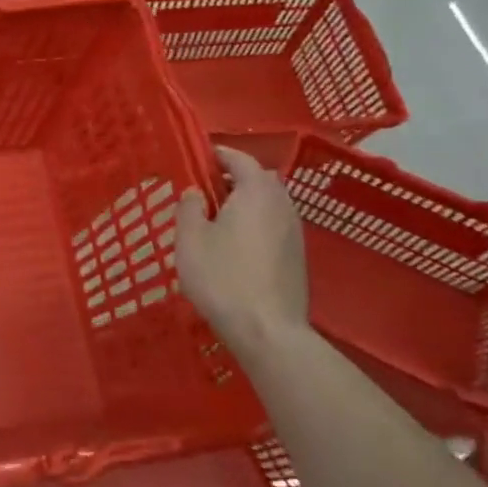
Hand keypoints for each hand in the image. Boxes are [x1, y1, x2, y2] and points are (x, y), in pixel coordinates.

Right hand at [174, 146, 309, 353]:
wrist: (268, 332)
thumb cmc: (223, 277)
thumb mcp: (190, 238)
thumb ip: (189, 207)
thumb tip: (196, 192)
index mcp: (256, 192)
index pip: (240, 159)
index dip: (218, 155)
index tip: (198, 158)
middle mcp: (282, 205)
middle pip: (260, 179)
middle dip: (234, 178)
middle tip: (206, 189)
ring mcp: (295, 233)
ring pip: (270, 204)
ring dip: (247, 202)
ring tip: (218, 218)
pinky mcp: (298, 258)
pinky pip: (275, 226)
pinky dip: (257, 224)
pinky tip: (237, 245)